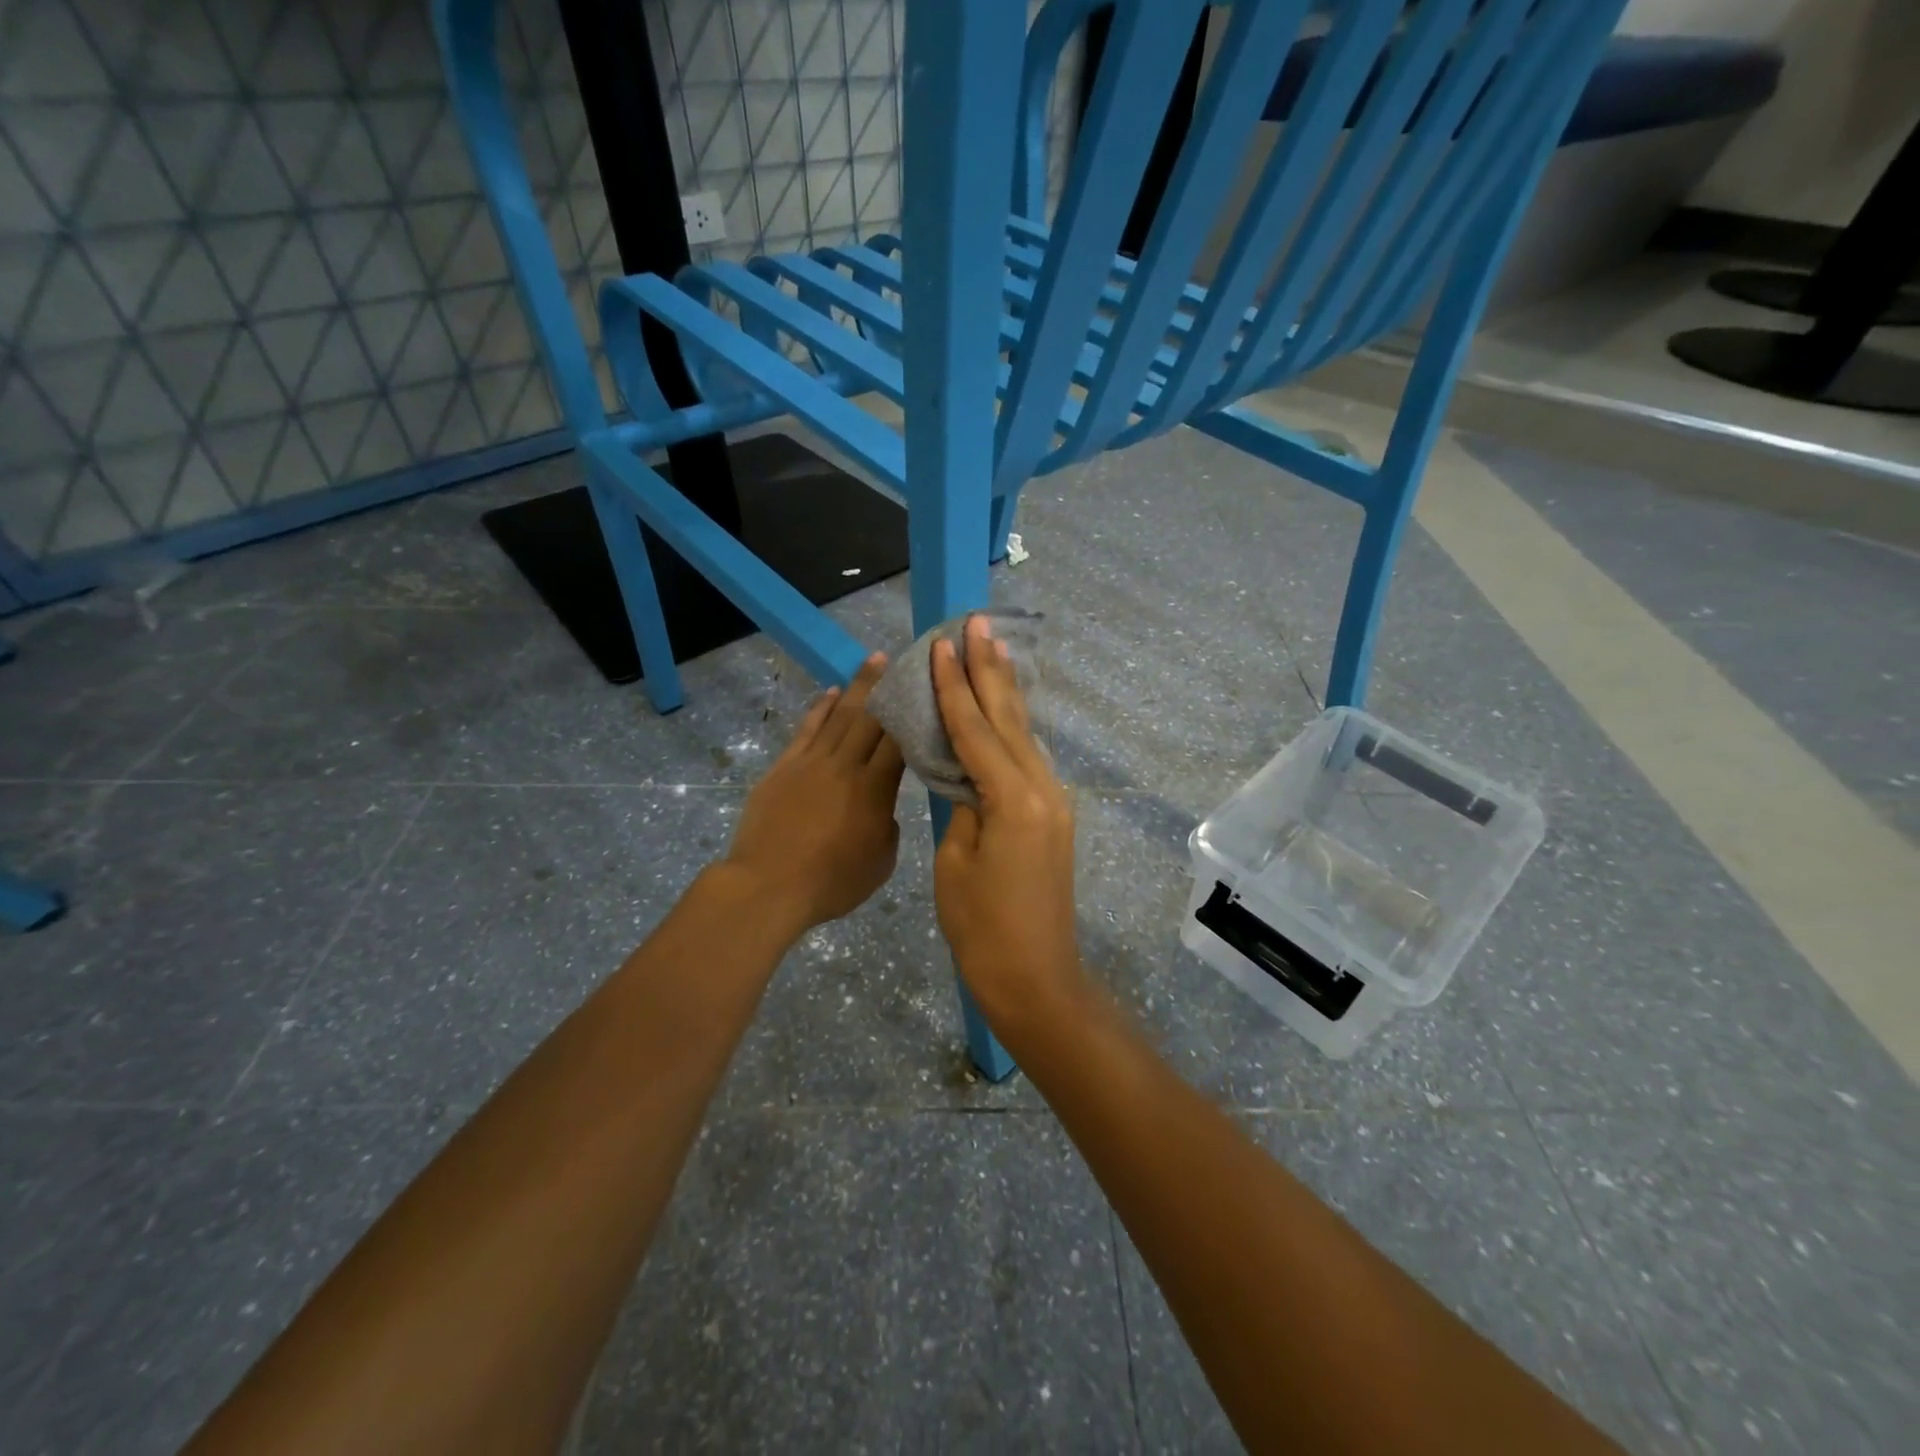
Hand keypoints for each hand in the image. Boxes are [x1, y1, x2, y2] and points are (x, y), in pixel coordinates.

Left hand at [725, 653, 906, 933]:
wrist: (768, 885)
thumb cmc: (831, 882)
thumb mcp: (881, 861)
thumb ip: (888, 825)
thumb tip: (882, 806)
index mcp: (875, 788)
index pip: (899, 740)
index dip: (914, 711)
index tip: (926, 688)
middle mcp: (846, 765)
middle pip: (871, 717)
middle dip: (889, 686)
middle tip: (904, 659)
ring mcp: (811, 762)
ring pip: (840, 715)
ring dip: (858, 686)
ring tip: (874, 661)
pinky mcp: (784, 767)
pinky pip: (807, 729)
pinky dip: (821, 708)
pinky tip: (831, 693)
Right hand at [930, 615, 1087, 1030]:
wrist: (1036, 978)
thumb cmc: (983, 928)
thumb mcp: (956, 862)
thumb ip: (963, 806)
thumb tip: (967, 777)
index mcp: (1013, 798)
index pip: (976, 729)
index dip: (955, 685)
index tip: (943, 644)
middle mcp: (1042, 789)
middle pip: (1009, 718)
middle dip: (990, 670)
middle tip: (978, 623)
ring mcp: (1054, 802)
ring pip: (1023, 734)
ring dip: (1005, 692)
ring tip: (992, 650)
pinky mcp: (1053, 816)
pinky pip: (1027, 759)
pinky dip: (1011, 728)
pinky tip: (1004, 710)